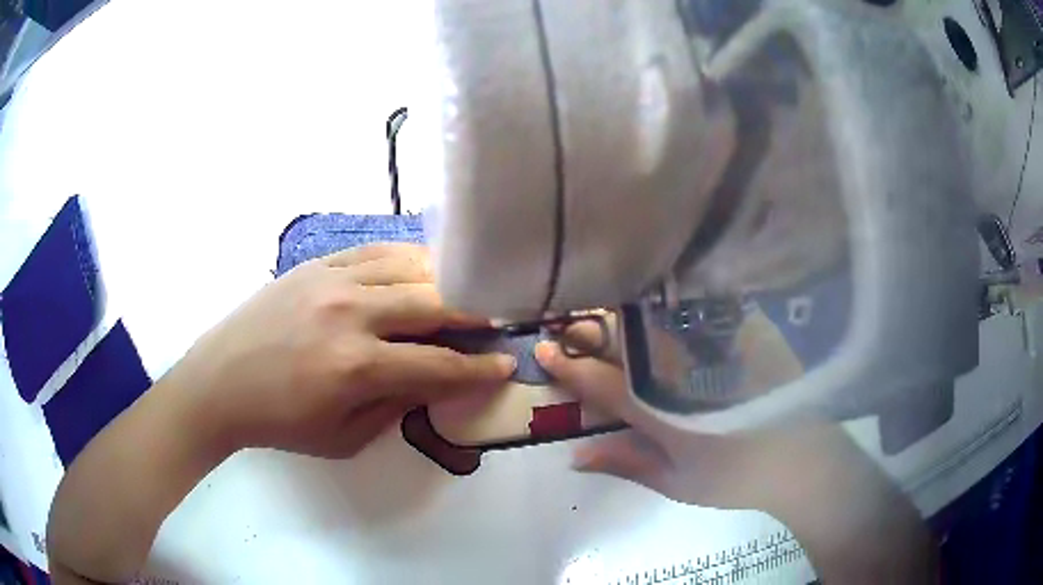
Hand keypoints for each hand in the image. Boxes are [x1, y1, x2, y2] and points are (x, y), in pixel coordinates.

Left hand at [169, 243, 515, 458]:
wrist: (220, 382)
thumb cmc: (279, 422)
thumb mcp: (343, 438)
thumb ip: (395, 407)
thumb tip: (434, 382)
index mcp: (356, 367)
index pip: (439, 364)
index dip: (480, 368)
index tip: (506, 365)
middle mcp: (351, 314)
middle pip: (434, 303)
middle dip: (475, 314)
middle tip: (496, 320)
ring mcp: (332, 281)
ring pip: (409, 267)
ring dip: (445, 281)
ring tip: (464, 292)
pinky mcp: (316, 264)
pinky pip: (374, 251)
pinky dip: (406, 258)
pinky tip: (420, 268)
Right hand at [535, 318, 937, 583]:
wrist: (803, 459)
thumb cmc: (736, 477)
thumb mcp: (677, 482)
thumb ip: (626, 463)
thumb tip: (575, 456)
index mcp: (663, 409)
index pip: (602, 381)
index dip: (568, 365)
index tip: (542, 346)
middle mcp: (685, 368)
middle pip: (626, 336)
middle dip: (590, 325)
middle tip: (571, 320)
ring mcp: (717, 343)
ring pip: (659, 315)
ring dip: (626, 309)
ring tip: (608, 305)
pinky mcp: (747, 329)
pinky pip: (700, 307)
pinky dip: (673, 301)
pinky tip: (664, 297)